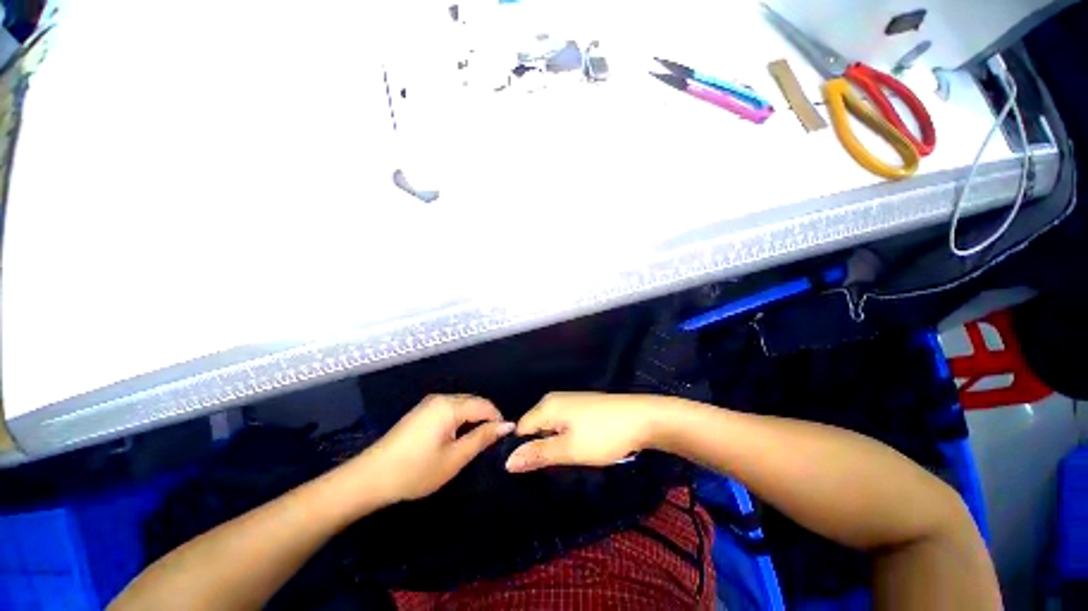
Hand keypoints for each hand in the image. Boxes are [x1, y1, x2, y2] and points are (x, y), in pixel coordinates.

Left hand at [359, 395, 513, 501]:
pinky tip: (454, 439)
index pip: (485, 406)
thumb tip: (507, 425)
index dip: (498, 420)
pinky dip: (459, 420)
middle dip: (485, 419)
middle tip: (488, 444)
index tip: (502, 440)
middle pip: (474, 402)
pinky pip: (449, 409)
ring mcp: (429, 403)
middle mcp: (441, 398)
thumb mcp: (454, 458)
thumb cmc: (415, 471)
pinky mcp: (421, 412)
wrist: (369, 478)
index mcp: (450, 406)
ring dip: (472, 420)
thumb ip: (482, 438)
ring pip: (462, 405)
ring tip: (473, 443)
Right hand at [505, 392, 661, 472]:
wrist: (643, 418)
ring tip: (571, 458)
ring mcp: (570, 401)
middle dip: (542, 448)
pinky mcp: (583, 406)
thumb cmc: (603, 434)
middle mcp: (555, 399)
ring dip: (557, 444)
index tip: (536, 470)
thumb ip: (538, 454)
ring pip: (552, 427)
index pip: (521, 430)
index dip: (525, 450)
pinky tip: (582, 447)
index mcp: (547, 405)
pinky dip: (568, 437)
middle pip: (536, 427)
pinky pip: (565, 424)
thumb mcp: (569, 449)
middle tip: (557, 466)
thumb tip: (507, 462)